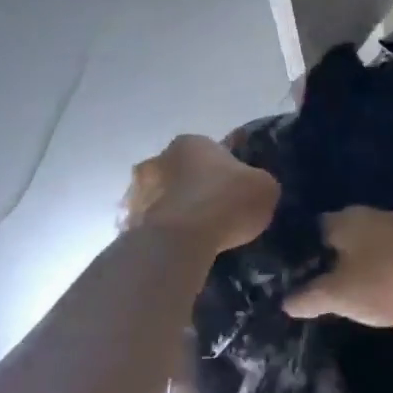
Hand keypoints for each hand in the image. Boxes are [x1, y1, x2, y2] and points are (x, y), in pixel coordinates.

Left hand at [122, 135, 278, 255]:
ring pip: (160, 198)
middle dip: (193, 187)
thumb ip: (258, 182)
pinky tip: (176, 250)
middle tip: (214, 212)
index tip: (235, 190)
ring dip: (173, 210)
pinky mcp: (127, 223)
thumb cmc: (227, 202)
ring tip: (194, 236)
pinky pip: (149, 227)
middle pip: (180, 172)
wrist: (181, 240)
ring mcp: (137, 192)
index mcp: (191, 143)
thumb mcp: (265, 187)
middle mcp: (159, 159)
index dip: (225, 170)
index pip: (211, 150)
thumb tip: (254, 188)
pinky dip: (160, 235)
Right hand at [285, 207, 392, 327]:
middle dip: (328, 259)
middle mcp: (368, 213)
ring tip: (346, 290)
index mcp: (343, 220)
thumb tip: (285, 301)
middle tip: (316, 287)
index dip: (298, 254)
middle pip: (338, 236)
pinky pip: (390, 252)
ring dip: (357, 263)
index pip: (308, 232)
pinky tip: (382, 286)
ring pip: (366, 243)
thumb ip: (310, 297)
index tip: (290, 276)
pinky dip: (381, 267)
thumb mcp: (341, 295)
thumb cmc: (389, 279)